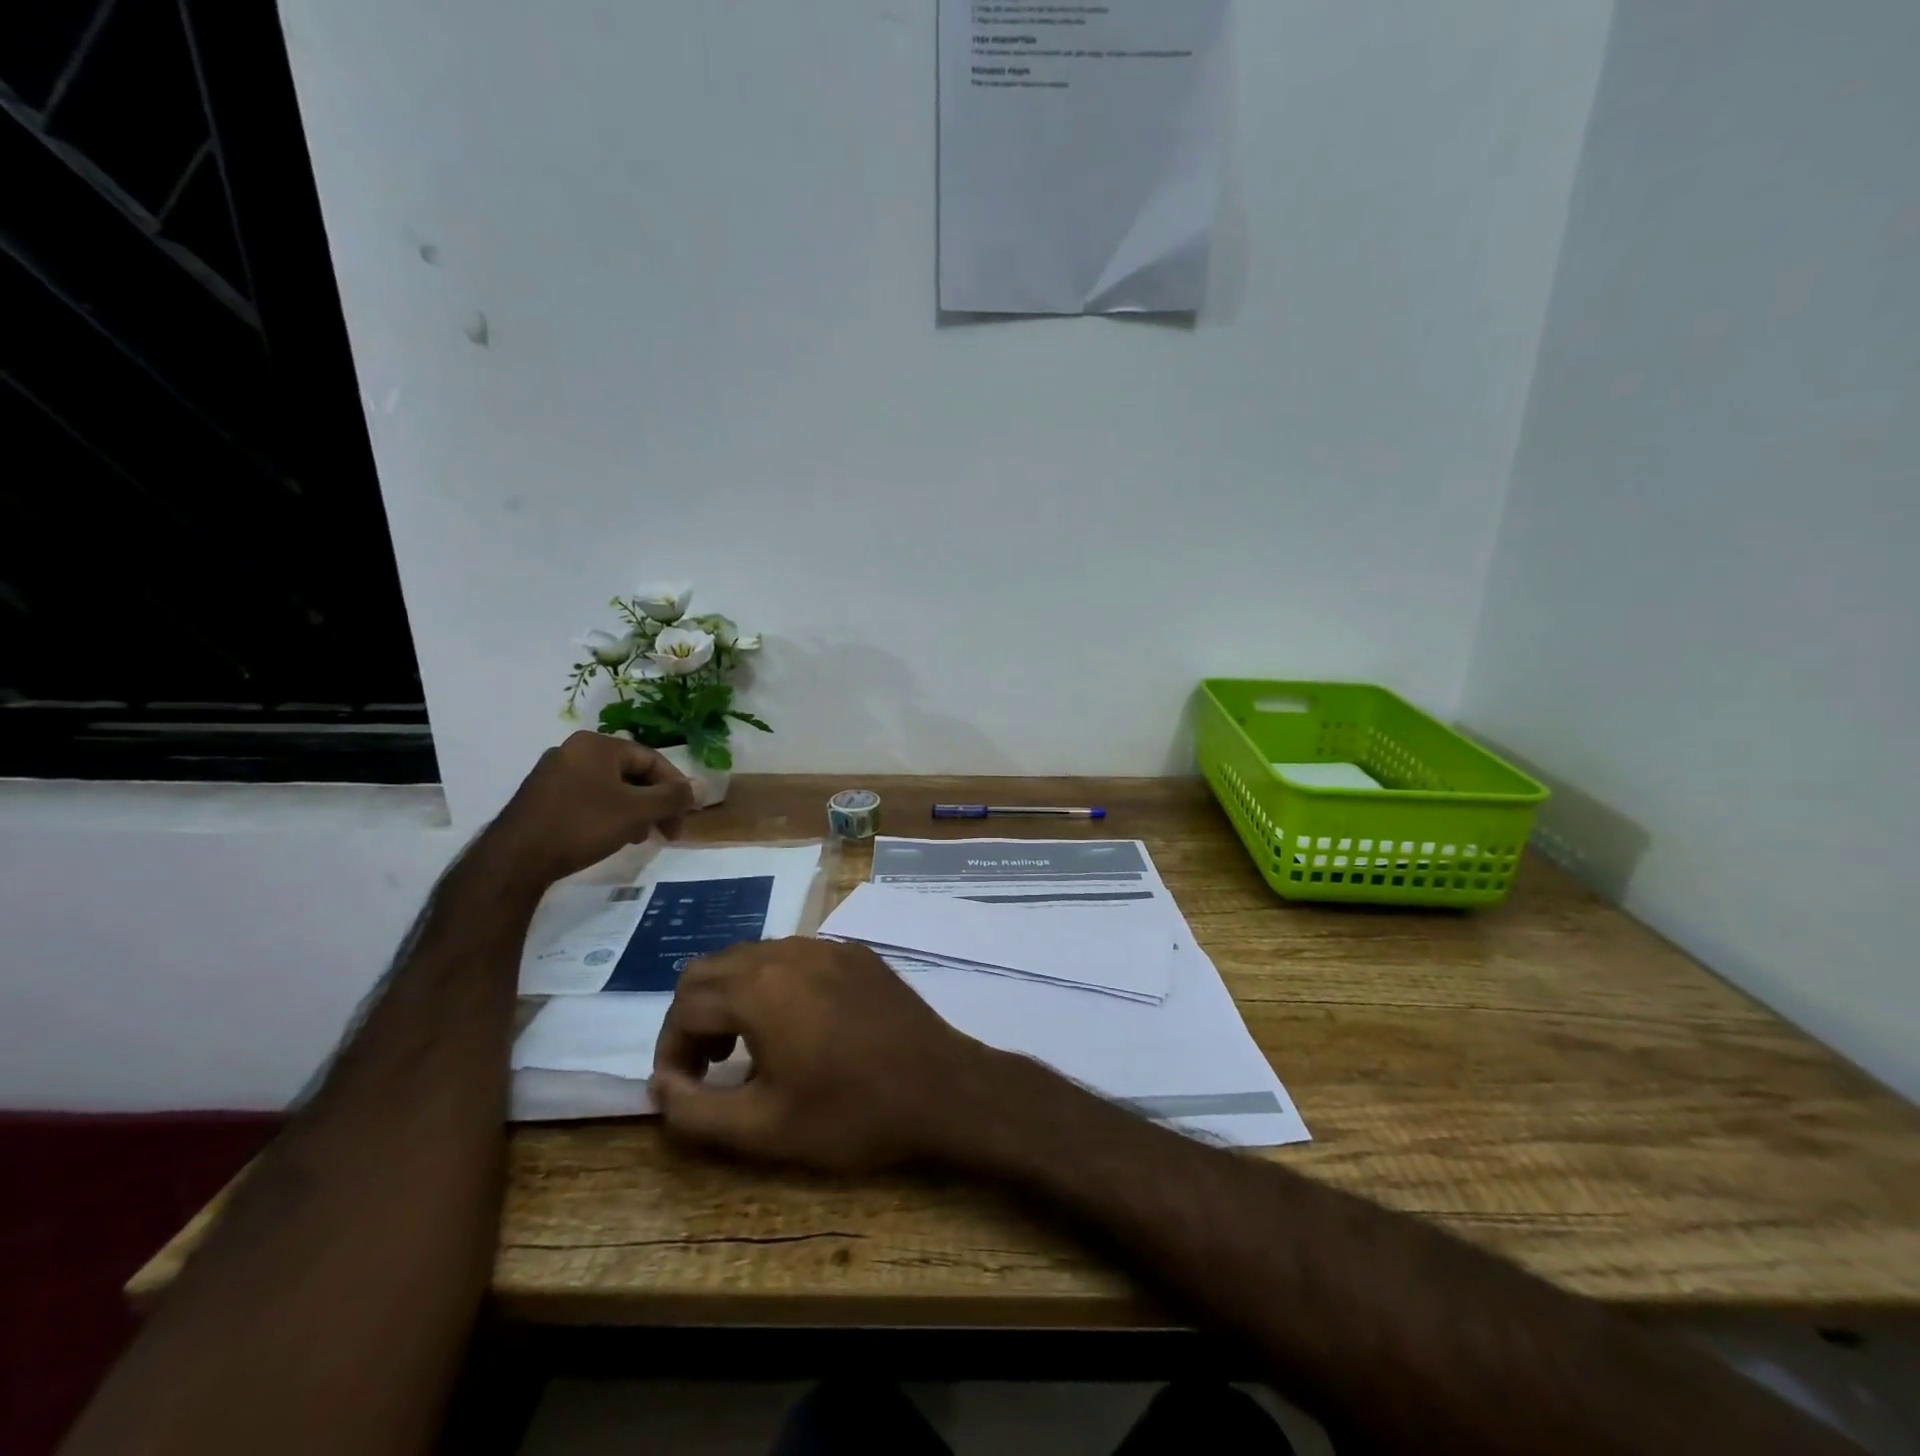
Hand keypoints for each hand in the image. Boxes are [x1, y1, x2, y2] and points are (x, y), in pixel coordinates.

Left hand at [485, 732, 695, 887]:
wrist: (515, 859)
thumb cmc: (583, 825)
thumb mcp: (637, 811)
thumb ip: (673, 797)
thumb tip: (701, 787)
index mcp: (598, 744)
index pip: (652, 760)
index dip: (675, 788)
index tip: (685, 816)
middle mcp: (575, 750)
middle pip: (632, 773)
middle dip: (655, 803)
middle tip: (668, 831)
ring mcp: (554, 772)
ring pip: (611, 788)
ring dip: (635, 811)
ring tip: (641, 837)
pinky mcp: (542, 796)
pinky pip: (589, 797)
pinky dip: (609, 814)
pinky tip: (613, 837)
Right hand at [651, 938, 1000, 1172]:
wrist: (941, 1086)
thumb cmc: (851, 1113)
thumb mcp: (763, 1129)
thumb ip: (694, 1110)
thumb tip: (660, 1084)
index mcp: (759, 988)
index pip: (684, 1005)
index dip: (669, 1048)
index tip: (682, 1087)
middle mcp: (787, 952)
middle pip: (711, 968)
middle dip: (695, 1015)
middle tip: (710, 1064)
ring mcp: (826, 946)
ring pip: (752, 955)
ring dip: (733, 995)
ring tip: (748, 1046)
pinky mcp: (855, 952)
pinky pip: (794, 955)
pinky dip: (773, 982)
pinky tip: (798, 1024)